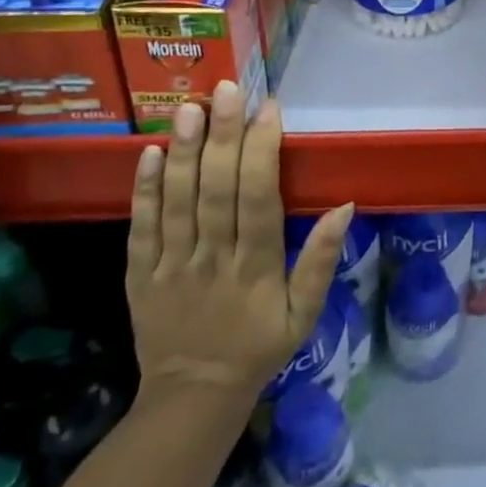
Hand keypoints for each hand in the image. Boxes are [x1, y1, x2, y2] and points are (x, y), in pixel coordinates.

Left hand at [126, 82, 351, 406]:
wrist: (193, 397)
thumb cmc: (259, 346)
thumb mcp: (305, 313)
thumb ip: (321, 259)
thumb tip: (345, 206)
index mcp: (257, 266)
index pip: (259, 198)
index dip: (263, 151)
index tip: (269, 108)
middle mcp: (213, 258)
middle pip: (217, 190)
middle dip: (223, 135)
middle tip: (226, 89)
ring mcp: (172, 266)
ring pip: (177, 201)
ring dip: (182, 152)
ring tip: (187, 108)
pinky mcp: (140, 275)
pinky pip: (140, 228)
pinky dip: (144, 190)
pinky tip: (148, 153)